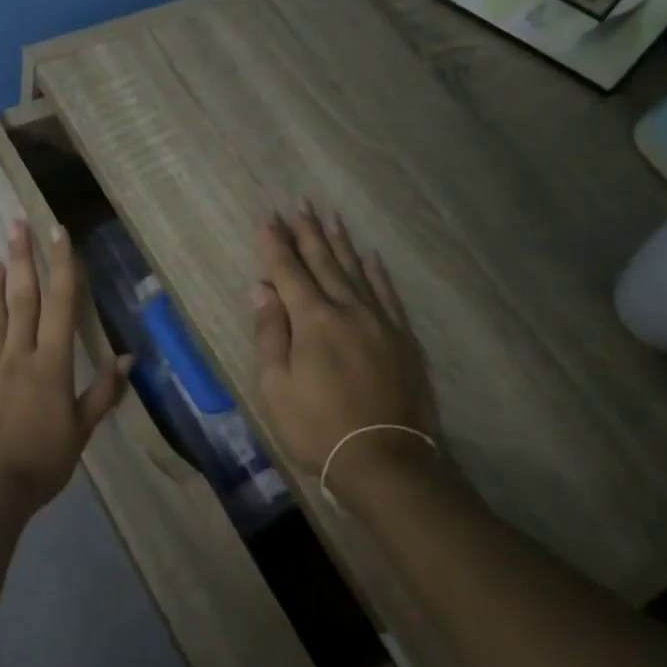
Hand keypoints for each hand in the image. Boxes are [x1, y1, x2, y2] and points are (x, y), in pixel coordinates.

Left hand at [0, 219, 129, 515]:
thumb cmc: (42, 462)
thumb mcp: (80, 431)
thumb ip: (102, 393)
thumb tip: (127, 359)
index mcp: (51, 364)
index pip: (60, 304)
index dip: (61, 266)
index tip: (58, 232)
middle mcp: (20, 355)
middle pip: (23, 297)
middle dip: (22, 257)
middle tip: (18, 222)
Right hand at [251, 206, 438, 479]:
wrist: (384, 459)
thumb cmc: (316, 427)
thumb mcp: (276, 386)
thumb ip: (270, 333)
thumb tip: (262, 289)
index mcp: (313, 321)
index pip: (290, 273)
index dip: (277, 247)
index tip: (269, 220)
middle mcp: (349, 311)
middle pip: (325, 264)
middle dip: (309, 234)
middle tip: (299, 206)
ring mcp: (381, 322)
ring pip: (357, 272)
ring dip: (341, 244)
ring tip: (330, 218)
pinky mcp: (403, 339)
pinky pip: (388, 294)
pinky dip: (376, 273)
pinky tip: (370, 257)